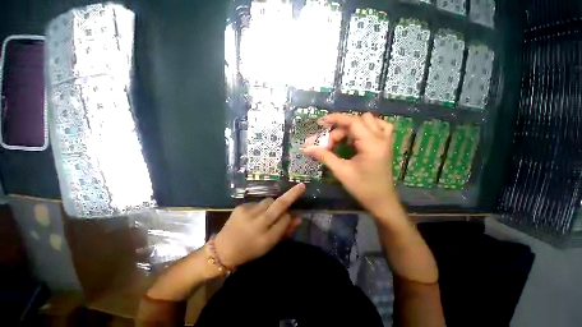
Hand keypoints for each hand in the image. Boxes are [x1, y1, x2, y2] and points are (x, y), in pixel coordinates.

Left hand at [214, 183, 305, 267]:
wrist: (224, 249)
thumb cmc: (250, 250)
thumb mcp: (269, 245)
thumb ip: (284, 231)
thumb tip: (298, 218)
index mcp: (266, 238)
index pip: (285, 220)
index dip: (290, 217)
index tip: (293, 215)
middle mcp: (258, 223)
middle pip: (278, 205)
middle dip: (291, 195)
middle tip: (301, 187)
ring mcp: (248, 213)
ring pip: (268, 201)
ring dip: (272, 205)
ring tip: (268, 214)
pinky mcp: (240, 207)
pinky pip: (257, 203)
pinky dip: (260, 208)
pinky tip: (254, 216)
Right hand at [303, 113, 397, 218]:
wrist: (381, 201)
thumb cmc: (362, 188)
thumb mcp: (342, 172)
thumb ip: (325, 156)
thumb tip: (306, 148)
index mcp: (371, 144)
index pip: (353, 121)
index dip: (336, 119)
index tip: (321, 122)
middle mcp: (381, 138)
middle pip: (358, 120)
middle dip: (342, 129)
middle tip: (330, 144)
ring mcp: (386, 140)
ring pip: (370, 120)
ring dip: (356, 125)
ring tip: (347, 140)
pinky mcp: (388, 144)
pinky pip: (382, 126)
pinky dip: (371, 126)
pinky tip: (362, 135)